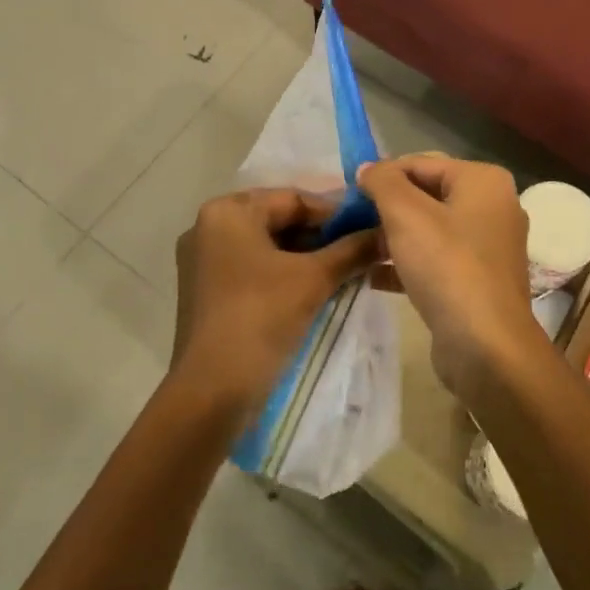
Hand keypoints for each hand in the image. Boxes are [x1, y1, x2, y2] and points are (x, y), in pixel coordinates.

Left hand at [171, 188, 378, 421]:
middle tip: (360, 250)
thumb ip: (352, 250)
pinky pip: (253, 268)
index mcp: (227, 212)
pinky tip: (315, 289)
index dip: (335, 214)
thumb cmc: (261, 317)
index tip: (368, 229)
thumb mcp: (314, 279)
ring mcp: (203, 261)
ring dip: (306, 256)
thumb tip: (386, 232)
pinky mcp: (206, 291)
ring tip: (345, 271)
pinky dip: (284, 274)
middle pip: (278, 220)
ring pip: (267, 246)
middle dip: (321, 236)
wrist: (212, 390)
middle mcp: (208, 227)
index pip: (293, 199)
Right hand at [356, 156, 550, 396]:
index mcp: (483, 181)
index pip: (420, 163)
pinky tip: (372, 278)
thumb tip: (368, 167)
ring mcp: (488, 247)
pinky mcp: (478, 281)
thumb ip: (383, 182)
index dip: (382, 176)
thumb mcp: (406, 215)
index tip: (349, 196)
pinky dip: (407, 264)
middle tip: (350, 221)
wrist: (486, 347)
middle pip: (427, 195)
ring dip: (393, 238)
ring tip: (357, 248)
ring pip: (429, 230)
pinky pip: (436, 261)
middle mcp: (493, 207)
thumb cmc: (447, 268)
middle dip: (387, 208)